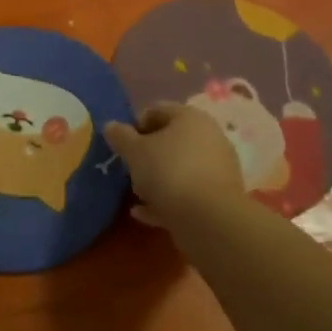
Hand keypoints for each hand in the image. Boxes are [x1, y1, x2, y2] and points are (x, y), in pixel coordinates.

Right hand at [104, 104, 243, 227]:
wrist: (210, 220)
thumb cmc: (169, 172)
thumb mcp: (135, 152)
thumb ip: (120, 136)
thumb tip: (111, 126)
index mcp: (189, 117)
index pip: (157, 110)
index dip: (135, 125)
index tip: (121, 146)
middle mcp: (208, 136)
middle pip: (170, 140)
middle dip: (147, 155)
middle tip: (129, 170)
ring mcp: (217, 167)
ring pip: (179, 168)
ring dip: (157, 179)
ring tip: (137, 195)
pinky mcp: (219, 196)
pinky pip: (187, 192)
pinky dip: (167, 200)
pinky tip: (144, 213)